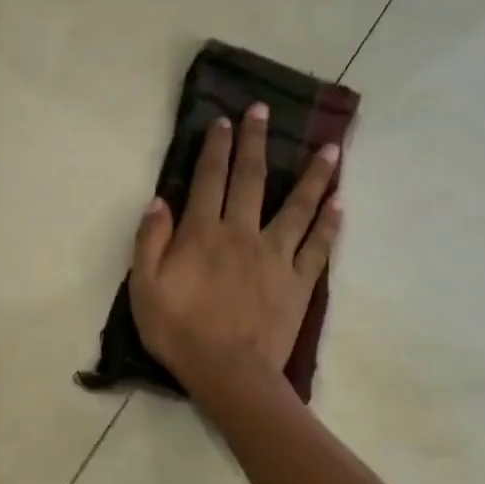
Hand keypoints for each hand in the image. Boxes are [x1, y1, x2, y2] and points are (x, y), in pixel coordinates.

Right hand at [129, 104, 341, 396]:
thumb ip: (149, 241)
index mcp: (203, 234)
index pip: (209, 179)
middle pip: (252, 180)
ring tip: (331, 148)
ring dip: (313, 175)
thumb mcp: (144, 287)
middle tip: (263, 111)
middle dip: (255, 142)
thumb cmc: (178, 331)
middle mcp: (243, 233)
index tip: (223, 120)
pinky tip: (340, 202)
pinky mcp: (299, 281)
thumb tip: (160, 201)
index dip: (215, 147)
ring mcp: (277, 256)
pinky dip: (331, 223)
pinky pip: (319, 245)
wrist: (228, 372)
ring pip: (298, 206)